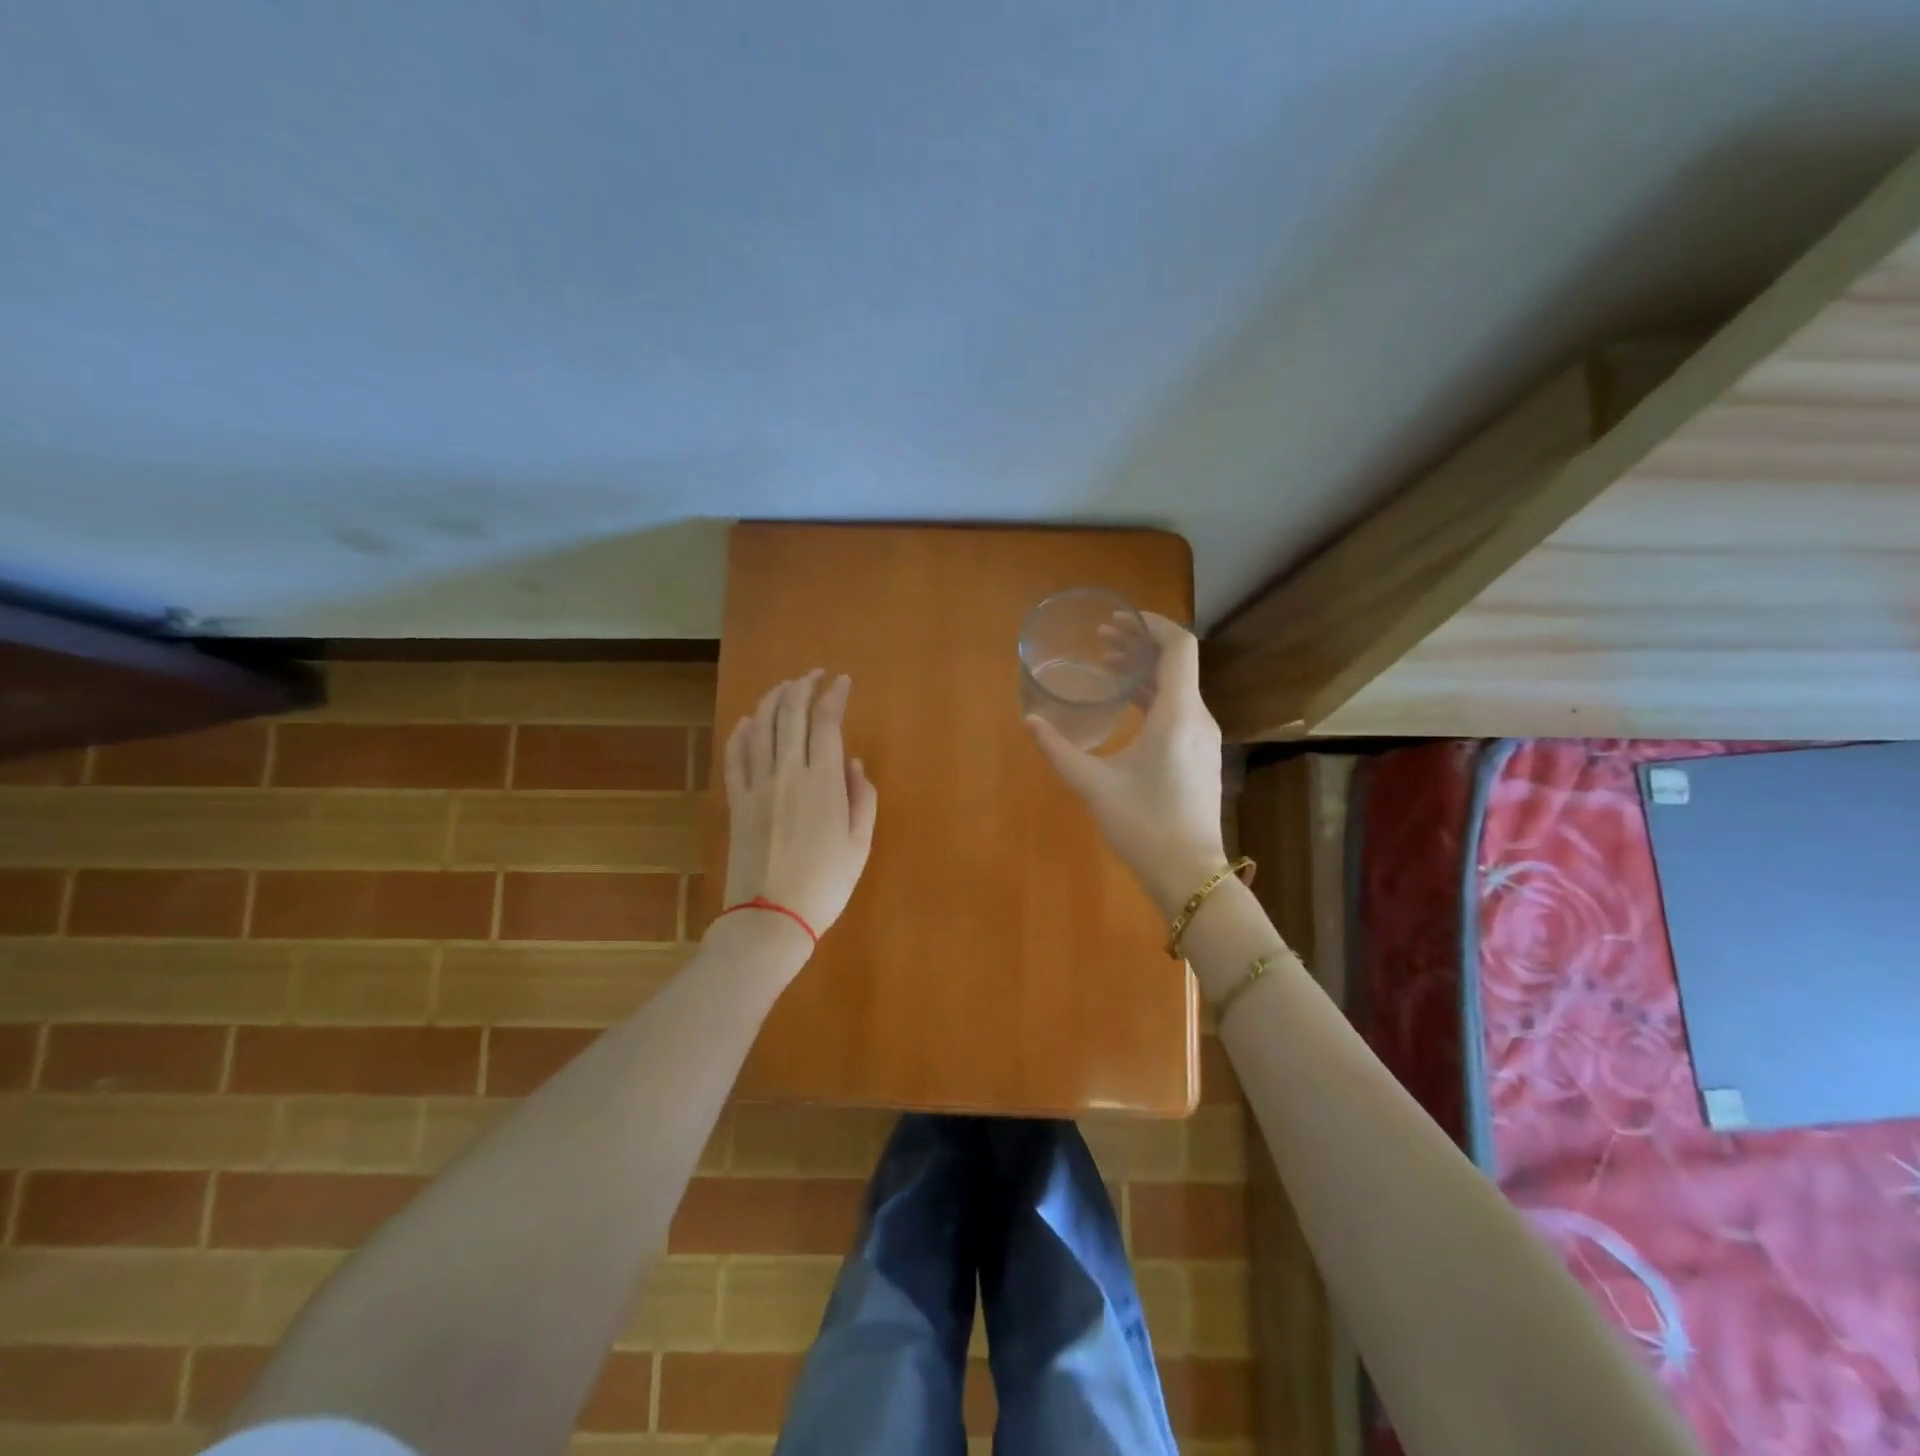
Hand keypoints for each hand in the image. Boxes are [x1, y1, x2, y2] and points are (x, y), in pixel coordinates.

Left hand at [721, 670, 878, 945]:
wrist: (770, 917)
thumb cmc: (825, 884)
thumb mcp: (860, 844)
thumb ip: (862, 798)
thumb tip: (854, 764)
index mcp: (824, 782)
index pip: (826, 722)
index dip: (834, 695)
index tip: (842, 681)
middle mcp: (788, 772)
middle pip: (790, 714)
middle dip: (802, 686)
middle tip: (813, 675)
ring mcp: (757, 784)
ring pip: (760, 727)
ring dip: (772, 700)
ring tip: (784, 687)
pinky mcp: (736, 800)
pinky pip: (735, 755)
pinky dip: (741, 732)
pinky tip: (747, 721)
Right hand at [1026, 613, 1227, 917]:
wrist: (1189, 874)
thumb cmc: (1143, 826)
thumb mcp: (1094, 785)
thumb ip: (1059, 750)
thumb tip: (1030, 722)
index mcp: (1177, 714)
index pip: (1179, 647)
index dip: (1151, 624)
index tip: (1117, 621)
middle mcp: (1197, 718)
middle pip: (1176, 663)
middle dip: (1139, 645)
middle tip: (1101, 642)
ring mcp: (1202, 738)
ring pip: (1177, 687)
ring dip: (1144, 672)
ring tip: (1107, 667)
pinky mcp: (1199, 756)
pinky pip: (1178, 709)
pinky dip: (1152, 696)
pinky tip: (1126, 705)